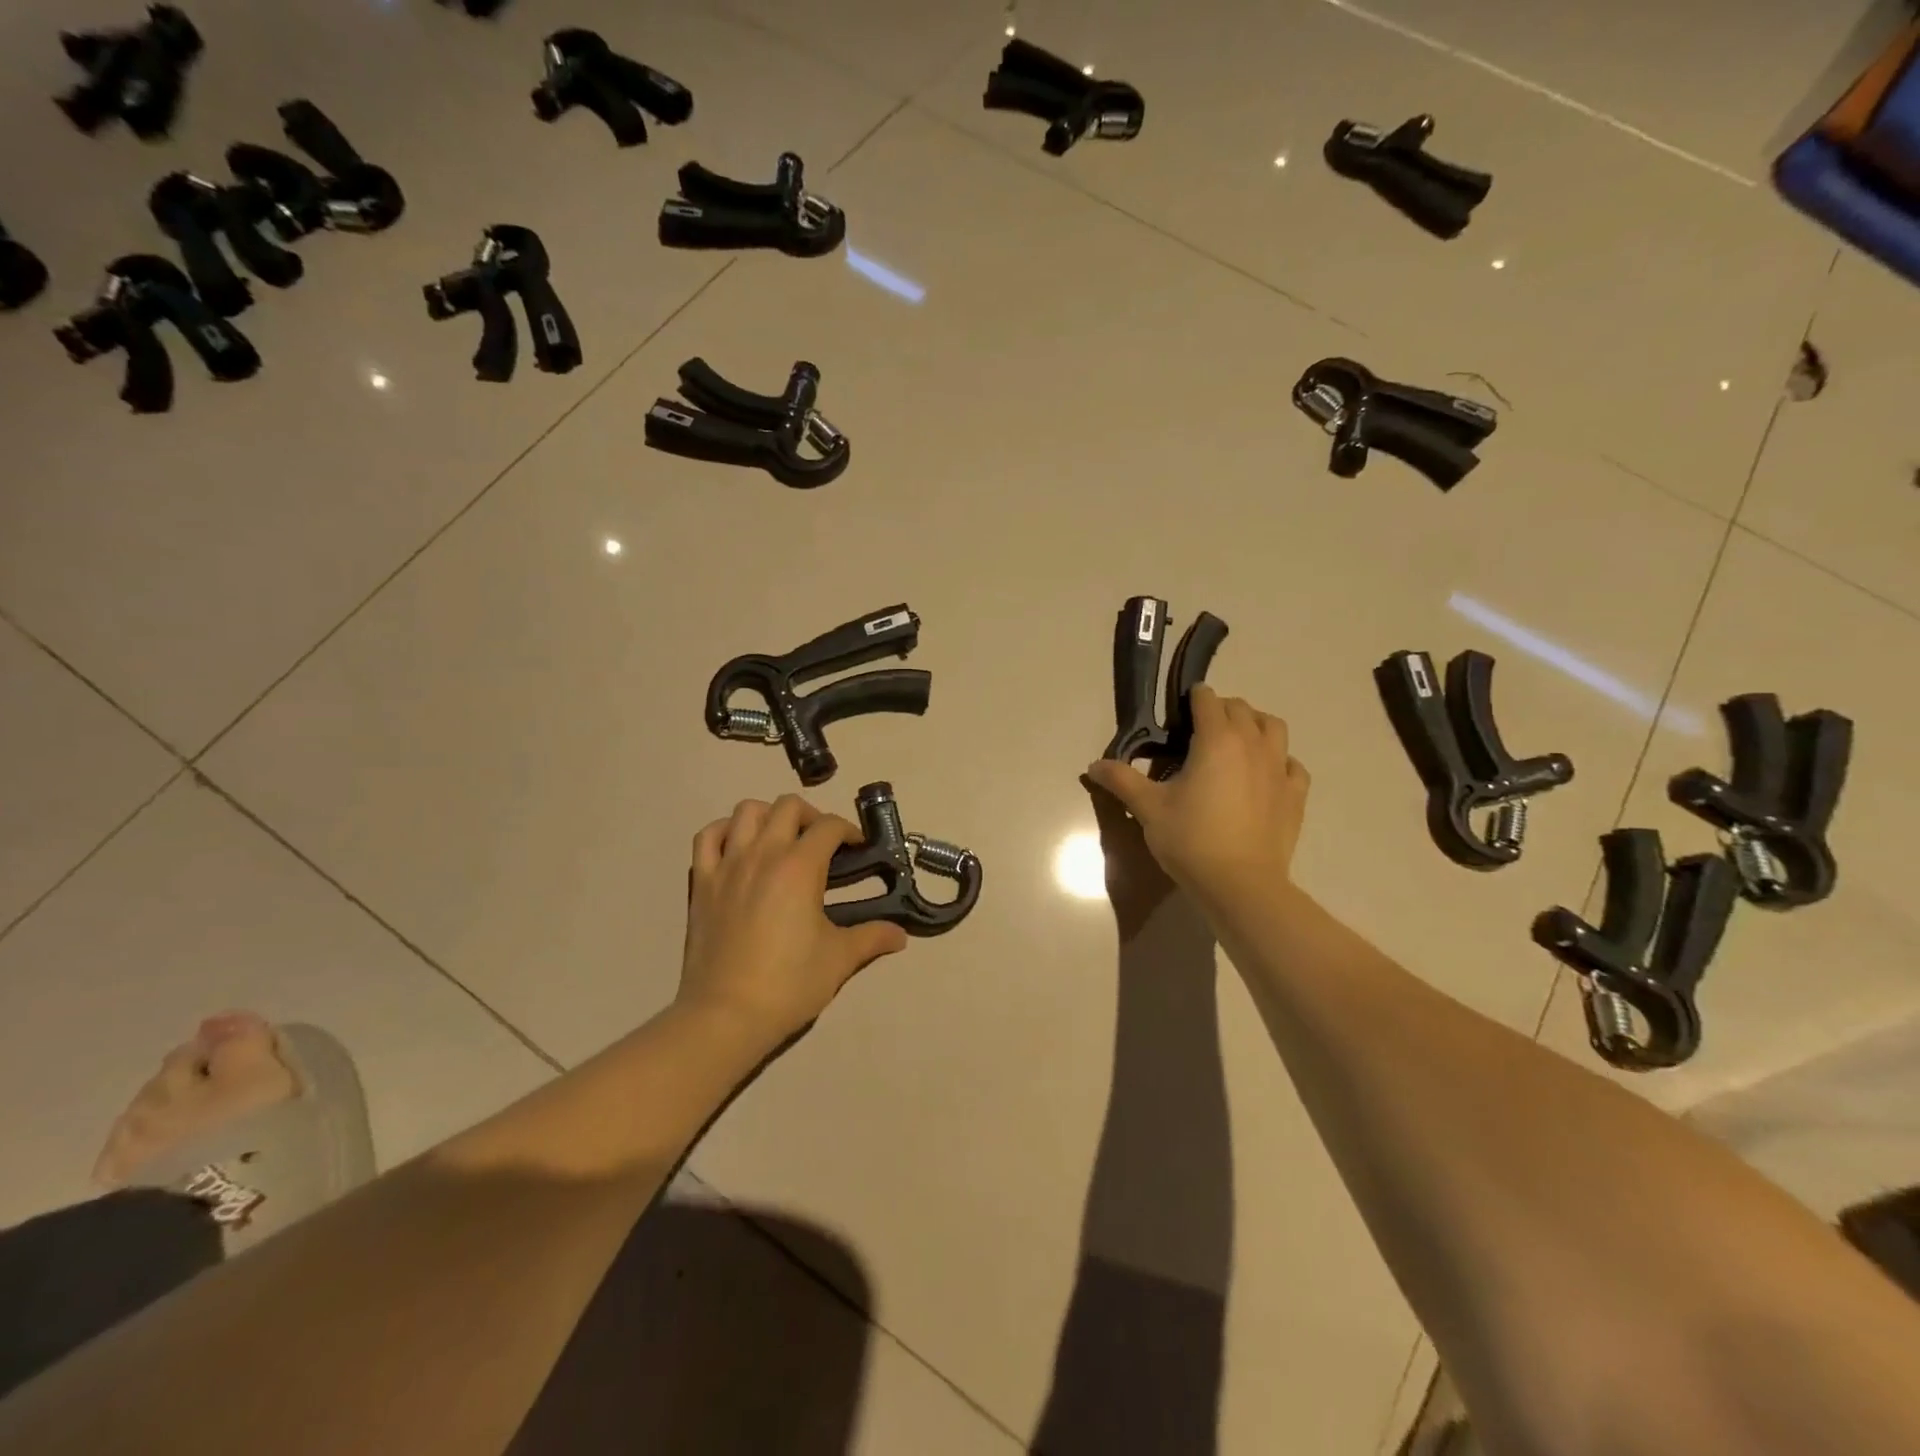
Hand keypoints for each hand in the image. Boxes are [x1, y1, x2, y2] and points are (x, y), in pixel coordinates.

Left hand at [679, 796, 907, 1047]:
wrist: (726, 1015)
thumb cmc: (789, 984)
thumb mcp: (839, 959)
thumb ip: (872, 938)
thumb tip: (901, 936)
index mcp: (799, 866)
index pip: (829, 826)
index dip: (849, 832)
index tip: (858, 850)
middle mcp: (763, 854)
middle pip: (788, 806)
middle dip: (812, 816)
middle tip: (822, 844)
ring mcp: (727, 865)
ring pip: (746, 812)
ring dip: (769, 816)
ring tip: (781, 840)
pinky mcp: (701, 883)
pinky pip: (707, 837)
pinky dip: (725, 831)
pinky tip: (738, 847)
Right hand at [1084, 686, 1308, 912]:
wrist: (1240, 884)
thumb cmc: (1190, 839)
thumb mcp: (1148, 808)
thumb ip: (1121, 780)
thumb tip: (1093, 766)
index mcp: (1216, 739)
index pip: (1207, 700)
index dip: (1191, 699)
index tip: (1177, 714)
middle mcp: (1252, 744)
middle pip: (1241, 708)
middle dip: (1220, 710)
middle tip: (1198, 732)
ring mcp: (1279, 768)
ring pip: (1273, 727)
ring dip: (1254, 725)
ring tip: (1236, 743)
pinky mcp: (1295, 794)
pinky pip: (1291, 763)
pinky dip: (1278, 760)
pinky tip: (1264, 775)